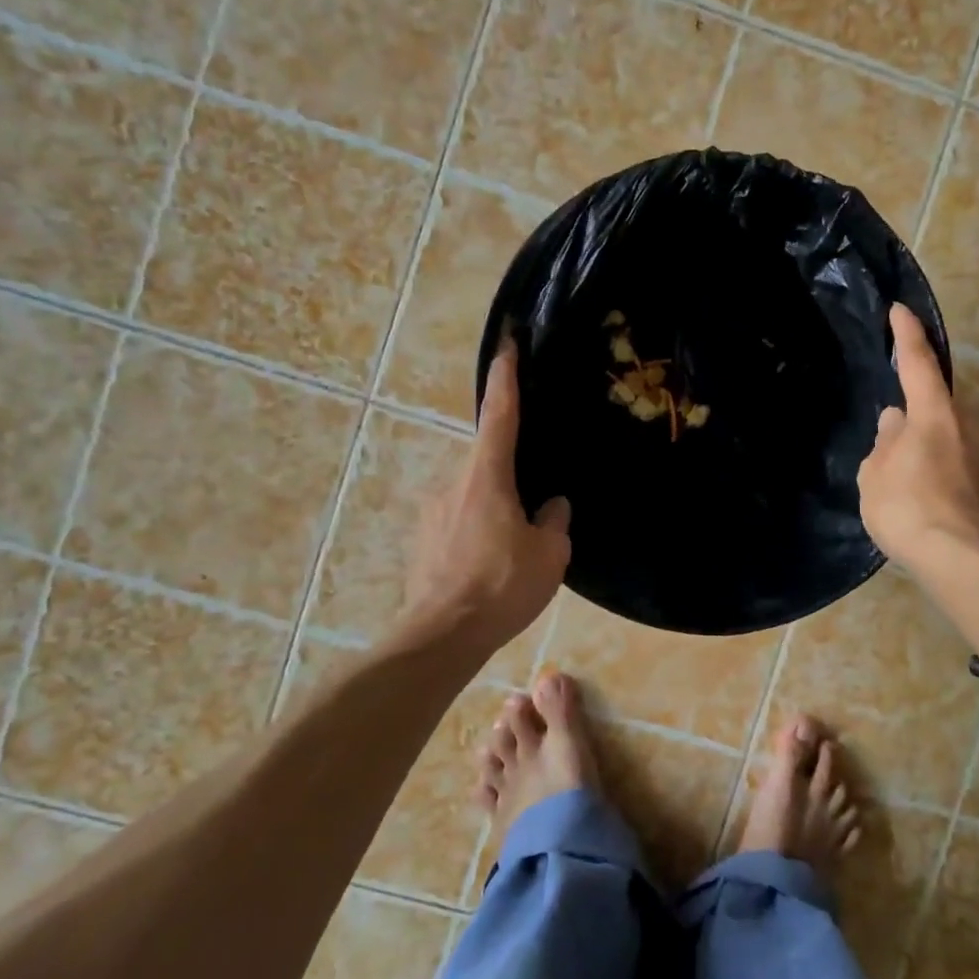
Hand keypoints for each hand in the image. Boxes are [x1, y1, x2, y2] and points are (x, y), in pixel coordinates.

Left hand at [403, 341, 570, 648]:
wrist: (443, 635)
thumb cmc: (502, 586)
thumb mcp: (549, 555)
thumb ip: (554, 522)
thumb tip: (552, 506)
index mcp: (487, 476)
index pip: (499, 414)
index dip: (505, 377)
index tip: (506, 343)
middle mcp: (454, 483)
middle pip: (489, 462)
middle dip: (511, 475)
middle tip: (534, 510)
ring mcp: (433, 511)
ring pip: (474, 496)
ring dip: (496, 510)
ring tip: (514, 551)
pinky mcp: (423, 540)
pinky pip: (459, 521)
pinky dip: (478, 532)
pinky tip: (491, 567)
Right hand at [858, 305, 978, 567]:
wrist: (963, 561)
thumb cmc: (908, 509)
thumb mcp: (875, 474)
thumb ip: (884, 443)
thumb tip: (895, 422)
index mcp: (934, 415)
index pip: (918, 364)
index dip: (907, 335)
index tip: (900, 310)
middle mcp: (969, 425)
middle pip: (936, 407)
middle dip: (914, 417)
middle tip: (890, 443)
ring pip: (951, 437)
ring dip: (929, 448)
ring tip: (906, 481)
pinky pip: (963, 463)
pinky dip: (944, 471)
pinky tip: (928, 499)